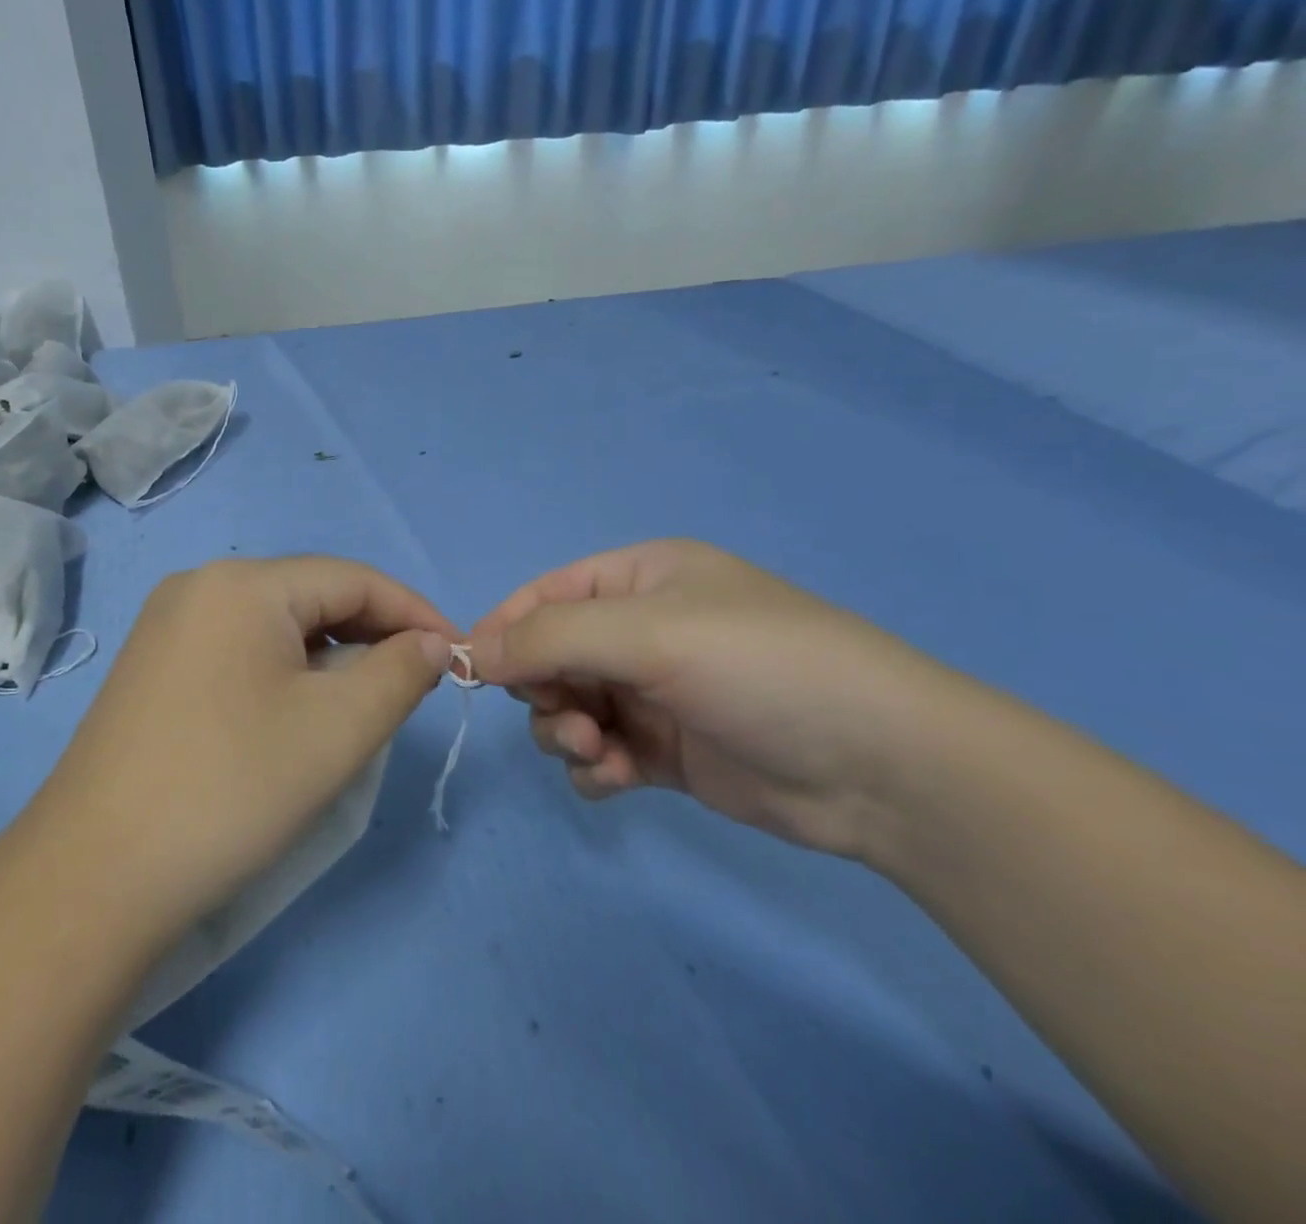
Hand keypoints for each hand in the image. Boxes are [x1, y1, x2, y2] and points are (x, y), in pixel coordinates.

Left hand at [38, 557, 458, 943]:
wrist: (94, 876)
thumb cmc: (231, 788)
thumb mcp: (339, 729)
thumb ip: (400, 672)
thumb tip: (430, 644)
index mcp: (242, 582)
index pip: (352, 579)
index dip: (414, 612)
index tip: (459, 656)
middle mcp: (200, 586)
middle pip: (311, 596)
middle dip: (372, 634)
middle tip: (416, 684)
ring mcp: (168, 625)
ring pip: (276, 624)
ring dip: (330, 654)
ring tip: (363, 701)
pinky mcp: (153, 666)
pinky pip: (240, 648)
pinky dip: (285, 670)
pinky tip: (297, 710)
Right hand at [469, 540, 972, 858]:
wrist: (886, 769)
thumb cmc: (761, 669)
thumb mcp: (649, 635)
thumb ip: (550, 638)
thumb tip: (471, 651)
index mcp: (639, 580)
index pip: (544, 595)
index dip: (504, 629)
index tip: (471, 672)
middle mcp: (642, 630)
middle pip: (551, 655)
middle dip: (543, 690)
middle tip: (567, 720)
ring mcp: (654, 692)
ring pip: (569, 707)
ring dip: (565, 731)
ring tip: (596, 752)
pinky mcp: (667, 750)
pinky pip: (600, 752)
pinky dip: (595, 767)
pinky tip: (616, 779)